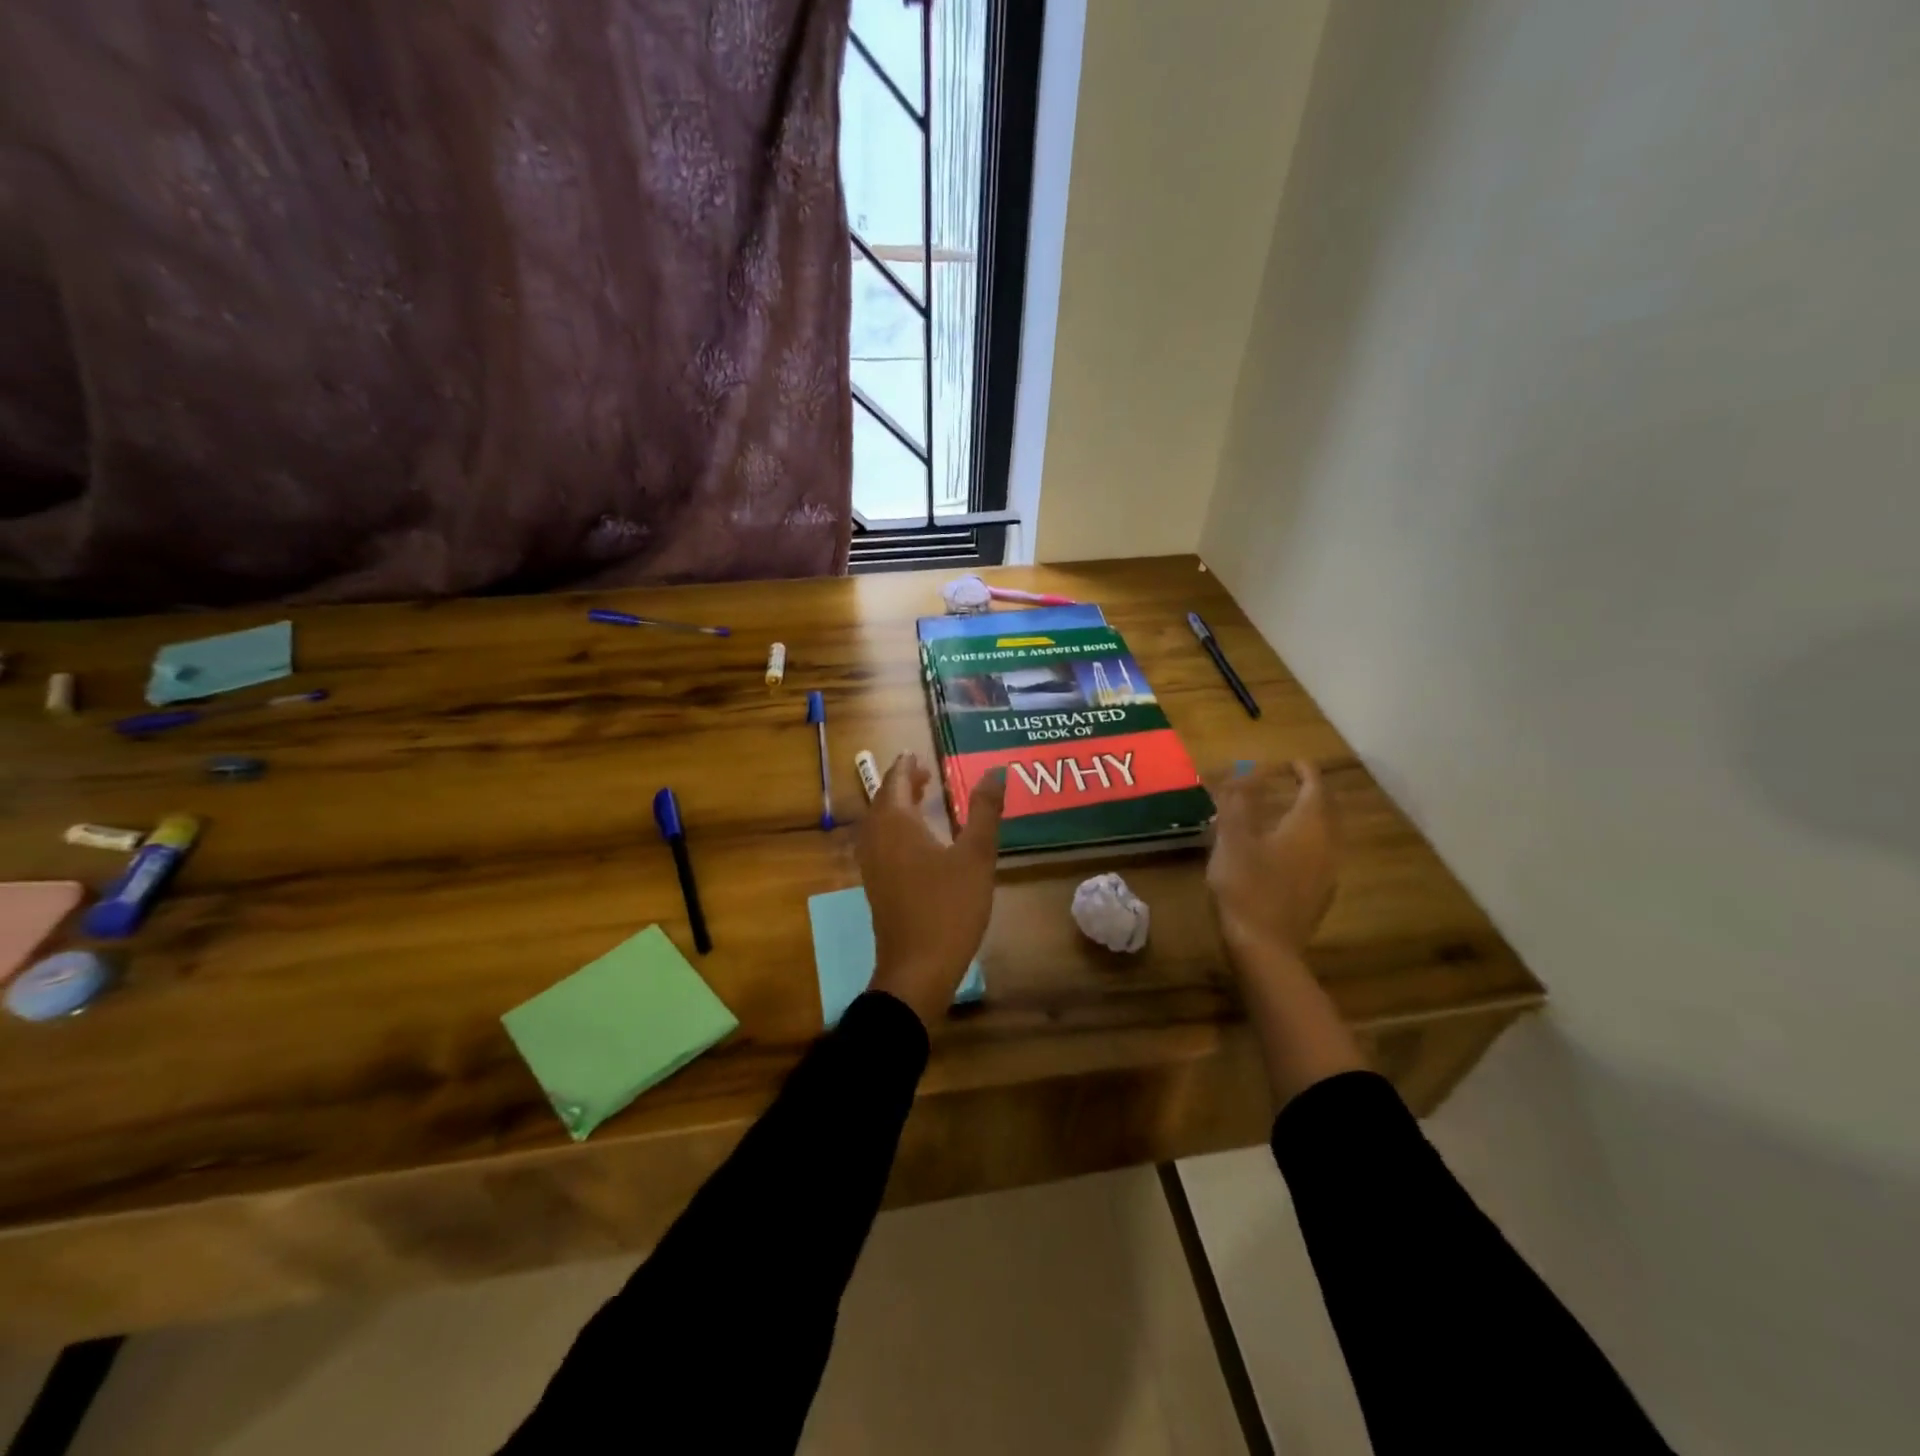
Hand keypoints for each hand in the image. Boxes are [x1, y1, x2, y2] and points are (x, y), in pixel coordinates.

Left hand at [859, 754, 1005, 1029]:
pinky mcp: (875, 886)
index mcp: (896, 824)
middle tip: (925, 774)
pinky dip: (895, 829)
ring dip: (897, 806)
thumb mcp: (976, 856)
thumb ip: (985, 811)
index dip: (907, 766)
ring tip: (922, 800)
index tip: (917, 754)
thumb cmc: (948, 907)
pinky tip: (916, 842)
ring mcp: (872, 865)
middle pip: (883, 800)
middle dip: (902, 784)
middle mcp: (876, 838)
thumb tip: (995, 771)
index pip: (895, 781)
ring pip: (879, 823)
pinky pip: (880, 843)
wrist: (916, 968)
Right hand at [1206, 760, 1338, 963]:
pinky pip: (1317, 857)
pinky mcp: (1317, 897)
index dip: (1305, 771)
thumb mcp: (1233, 839)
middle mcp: (1326, 846)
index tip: (1291, 761)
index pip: (1315, 788)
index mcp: (1309, 827)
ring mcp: (1326, 874)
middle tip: (1292, 783)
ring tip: (1285, 813)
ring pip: (1324, 835)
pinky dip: (1304, 843)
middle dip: (1311, 793)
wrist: (1265, 949)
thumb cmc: (1247, 887)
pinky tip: (1283, 852)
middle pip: (1326, 811)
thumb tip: (1243, 773)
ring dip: (1309, 819)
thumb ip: (1237, 803)